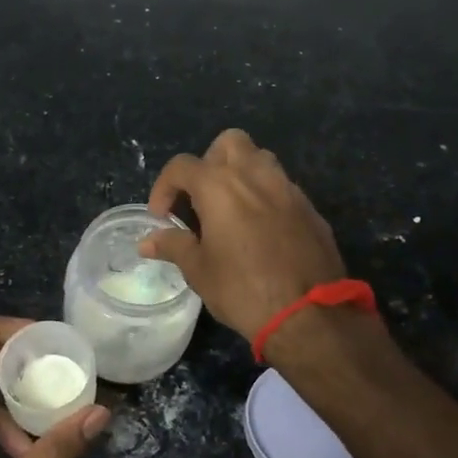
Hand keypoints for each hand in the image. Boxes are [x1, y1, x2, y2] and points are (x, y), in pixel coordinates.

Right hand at [140, 128, 345, 341]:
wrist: (309, 315)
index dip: (164, 187)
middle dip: (209, 162)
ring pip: (261, 158)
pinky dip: (265, 196)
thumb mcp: (199, 271)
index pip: (182, 166)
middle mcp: (255, 175)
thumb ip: (174, 246)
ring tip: (231, 207)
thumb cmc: (243, 289)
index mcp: (220, 186)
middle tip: (201, 197)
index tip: (161, 216)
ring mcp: (287, 189)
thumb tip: (148, 241)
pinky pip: (282, 187)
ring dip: (241, 173)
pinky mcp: (310, 208)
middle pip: (229, 143)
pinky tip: (261, 229)